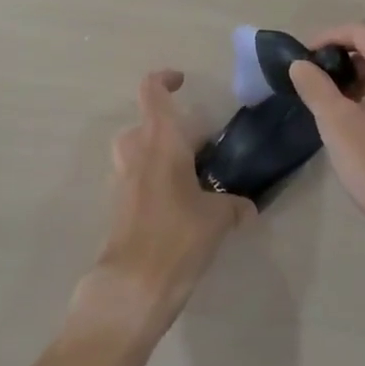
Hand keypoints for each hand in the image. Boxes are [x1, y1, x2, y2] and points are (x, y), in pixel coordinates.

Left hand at [75, 70, 254, 339]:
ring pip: (136, 151)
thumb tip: (247, 208)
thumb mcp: (217, 219)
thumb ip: (234, 206)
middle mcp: (136, 152)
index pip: (152, 91)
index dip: (165, 79)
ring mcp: (122, 179)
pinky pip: (135, 179)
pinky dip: (152, 182)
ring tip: (189, 177)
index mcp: (161, 140)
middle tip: (198, 148)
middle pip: (144, 123)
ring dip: (157, 154)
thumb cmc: (178, 237)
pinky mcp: (117, 206)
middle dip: (169, 129)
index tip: (183, 81)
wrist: (132, 286)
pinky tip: (178, 207)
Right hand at [288, 23, 364, 263]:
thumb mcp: (337, 123)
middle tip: (315, 80)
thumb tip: (300, 64)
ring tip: (333, 99)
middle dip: (344, 56)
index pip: (361, 31)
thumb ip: (315, 85)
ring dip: (362, 74)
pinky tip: (360, 115)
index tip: (303, 58)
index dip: (328, 38)